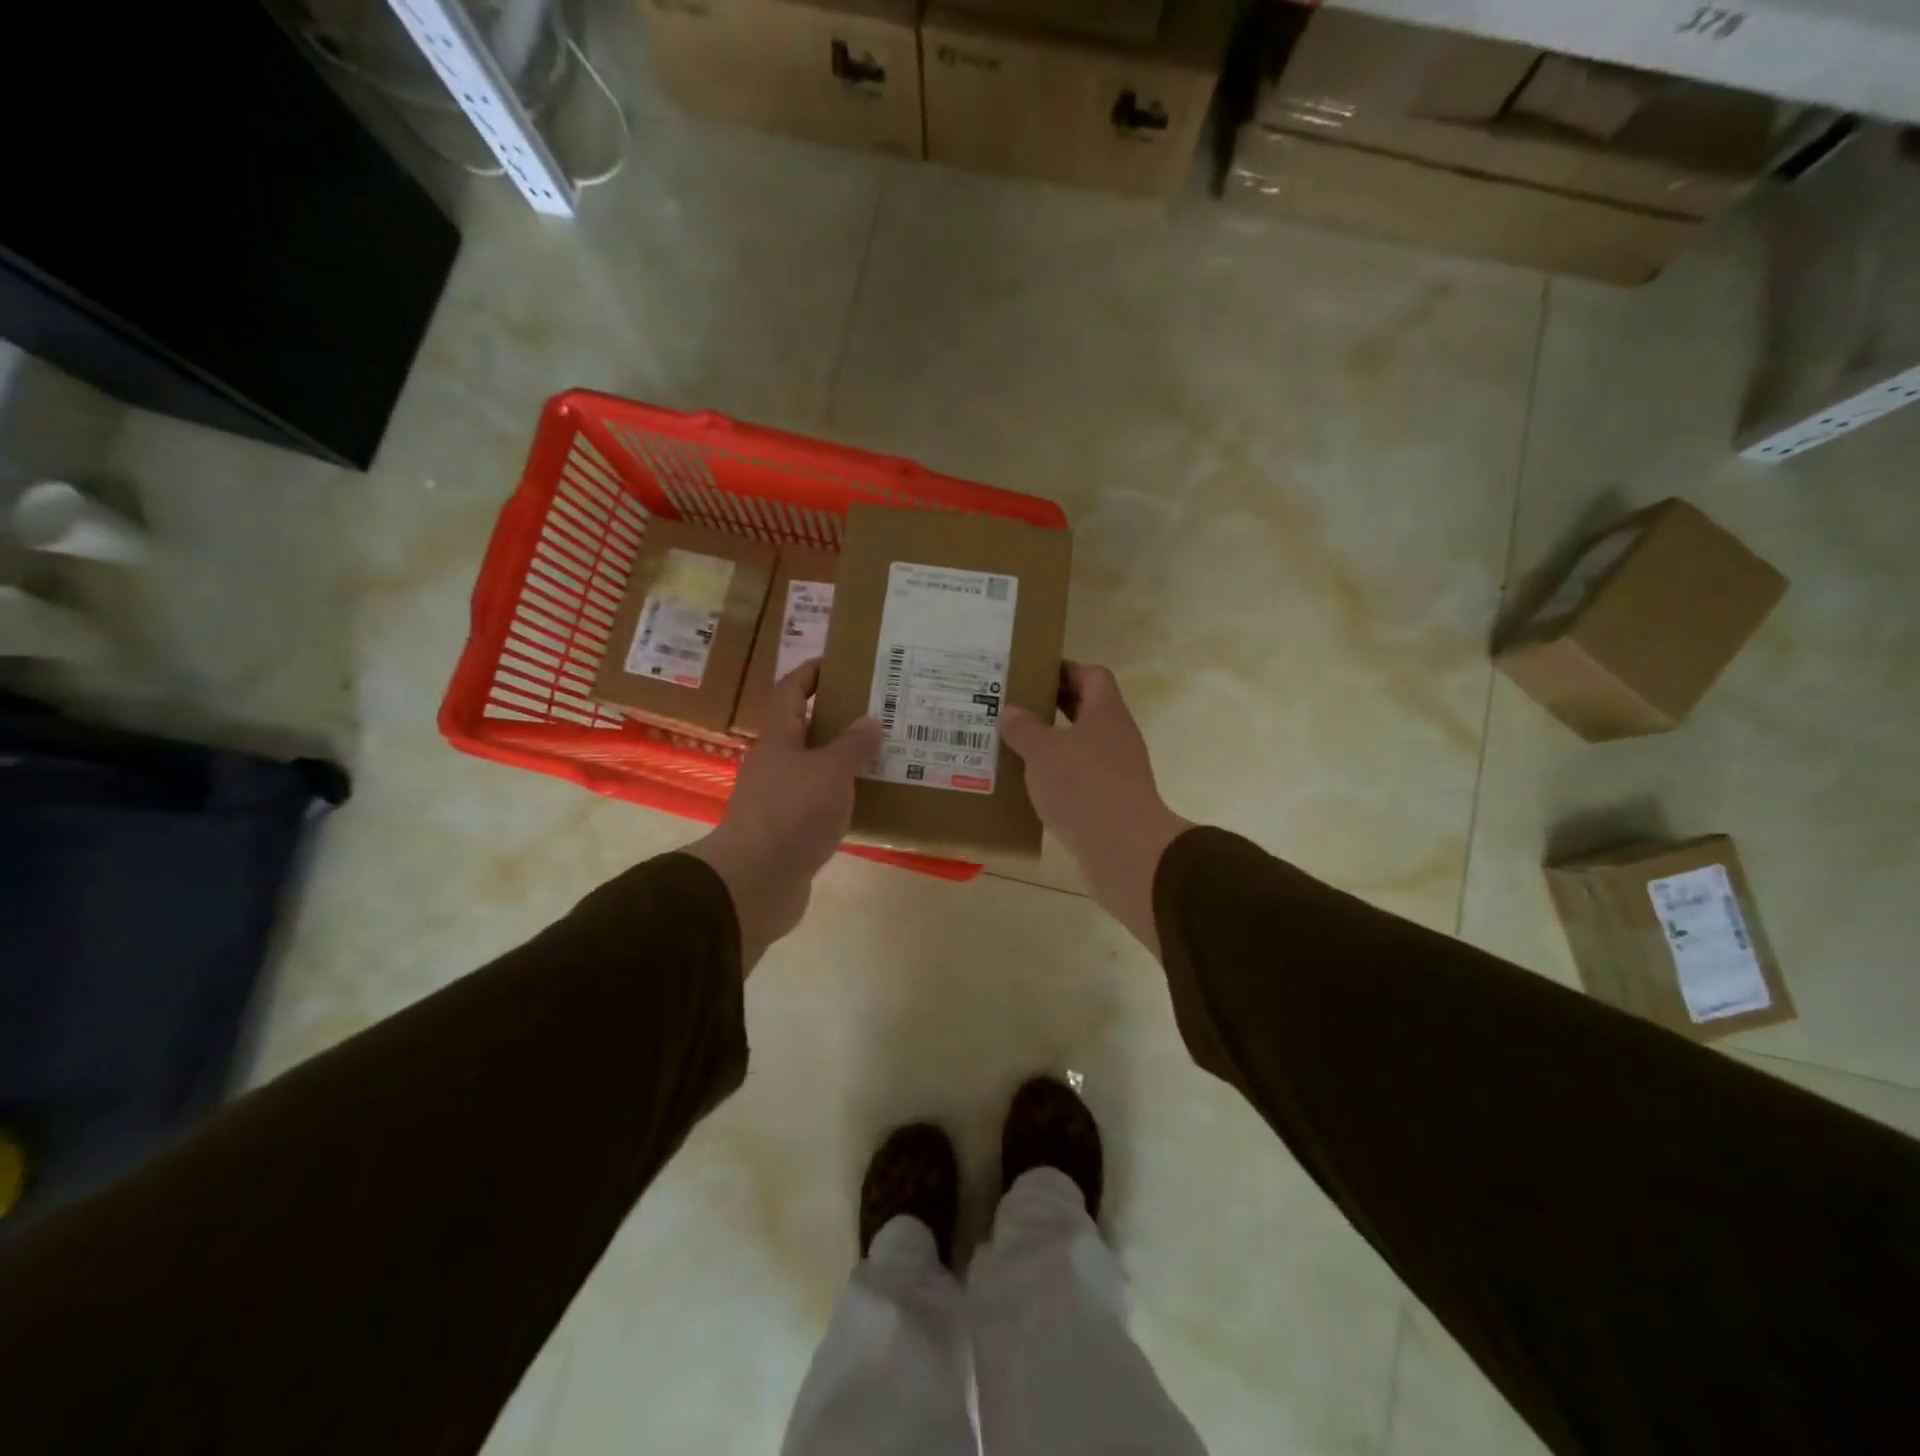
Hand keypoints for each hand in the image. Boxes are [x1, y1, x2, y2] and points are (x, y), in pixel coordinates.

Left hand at [686, 660, 880, 973]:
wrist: (756, 881)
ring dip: (841, 759)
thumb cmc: (792, 813)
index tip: (840, 662)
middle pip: (803, 729)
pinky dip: (840, 795)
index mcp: (779, 739)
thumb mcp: (831, 772)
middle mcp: (774, 763)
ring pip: (814, 767)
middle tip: (876, 712)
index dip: (812, 672)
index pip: (791, 691)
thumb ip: (852, 745)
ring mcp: (778, 798)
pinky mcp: (787, 830)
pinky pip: (818, 802)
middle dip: (836, 717)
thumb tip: (869, 720)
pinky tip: (866, 801)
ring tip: (880, 755)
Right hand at [1001, 663, 1191, 956]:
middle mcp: (1116, 736)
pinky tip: (1030, 786)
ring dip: (1053, 744)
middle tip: (1015, 707)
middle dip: (1053, 706)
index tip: (1033, 674)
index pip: (1092, 675)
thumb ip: (1024, 728)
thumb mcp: (1042, 751)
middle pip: (1087, 710)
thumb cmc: (1082, 785)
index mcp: (1106, 712)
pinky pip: (1081, 778)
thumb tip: (1011, 712)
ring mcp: (1117, 770)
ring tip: (1014, 746)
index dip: (1065, 669)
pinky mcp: (1110, 801)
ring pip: (1082, 745)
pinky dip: (1058, 777)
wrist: (1123, 848)